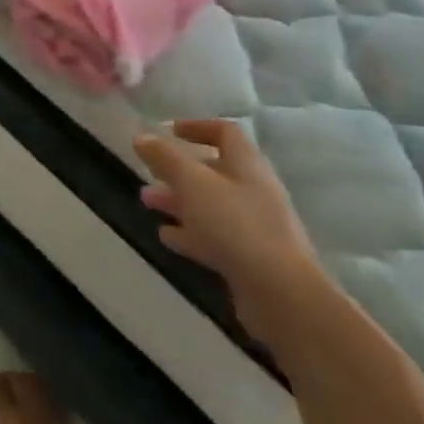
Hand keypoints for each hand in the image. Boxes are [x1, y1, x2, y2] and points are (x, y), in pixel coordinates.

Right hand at [135, 120, 324, 343]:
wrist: (282, 296)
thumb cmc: (235, 225)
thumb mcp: (192, 182)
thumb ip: (164, 157)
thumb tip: (141, 137)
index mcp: (247, 165)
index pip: (225, 132)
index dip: (197, 127)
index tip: (168, 131)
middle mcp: (254, 190)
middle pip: (214, 170)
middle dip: (178, 170)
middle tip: (148, 172)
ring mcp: (254, 227)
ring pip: (210, 205)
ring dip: (178, 200)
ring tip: (146, 201)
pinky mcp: (250, 259)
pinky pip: (214, 237)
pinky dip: (190, 233)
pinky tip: (166, 236)